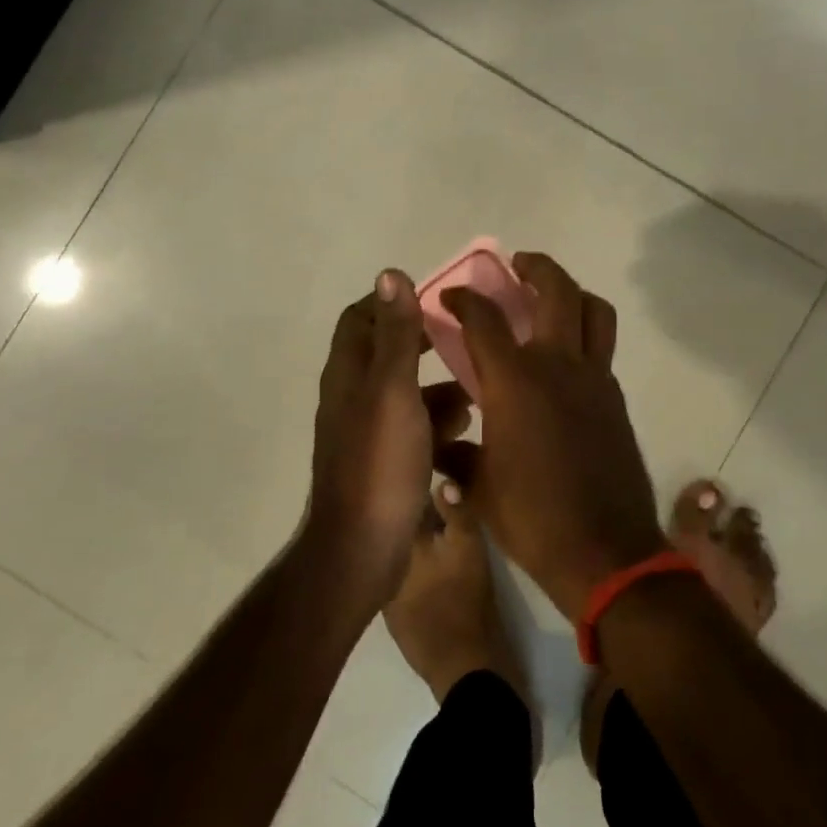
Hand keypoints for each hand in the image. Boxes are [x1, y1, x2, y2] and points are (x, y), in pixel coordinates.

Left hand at [303, 270, 467, 613]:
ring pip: (405, 390)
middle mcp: (352, 395)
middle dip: (424, 342)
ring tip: (477, 387)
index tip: (433, 299)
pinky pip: (412, 425)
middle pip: (386, 351)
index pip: (361, 317)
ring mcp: (366, 430)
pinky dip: (436, 418)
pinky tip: (466, 427)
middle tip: (463, 338)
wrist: (360, 552)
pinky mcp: (383, 460)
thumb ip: (395, 334)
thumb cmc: (379, 463)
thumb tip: (390, 273)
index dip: (393, 301)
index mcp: (349, 373)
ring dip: (437, 384)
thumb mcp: (393, 390)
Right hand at [436, 253, 667, 620]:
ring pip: (593, 310)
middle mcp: (557, 365)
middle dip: (535, 267)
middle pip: (555, 290)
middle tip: (517, 264)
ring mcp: (594, 378)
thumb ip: (456, 456)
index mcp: (515, 381)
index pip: (484, 319)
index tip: (450, 296)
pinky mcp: (614, 397)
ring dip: (571, 291)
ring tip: (551, 297)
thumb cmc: (533, 520)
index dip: (464, 299)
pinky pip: (602, 348)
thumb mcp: (479, 489)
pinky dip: (584, 334)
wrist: (606, 552)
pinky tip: (565, 359)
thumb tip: (440, 445)